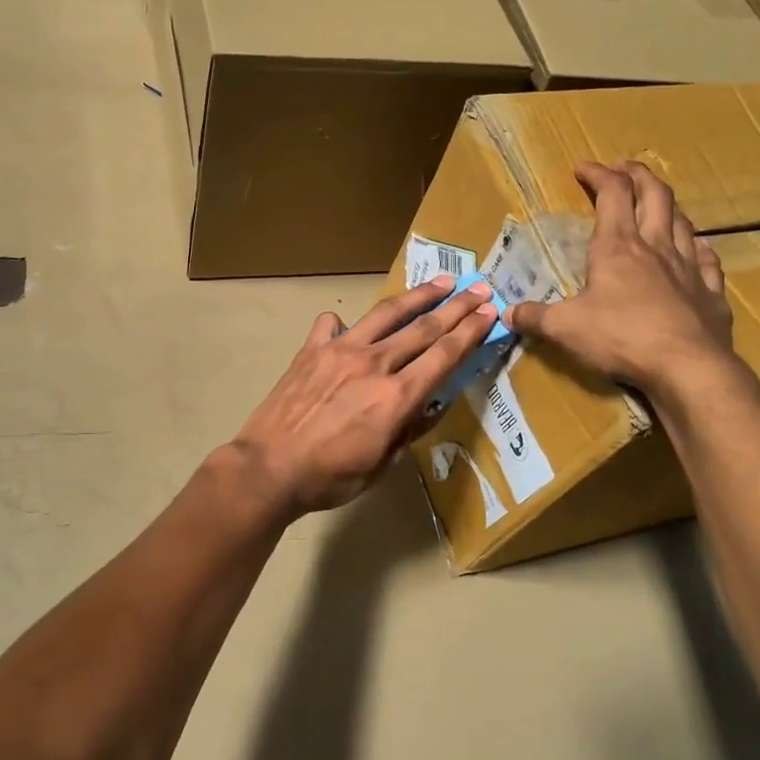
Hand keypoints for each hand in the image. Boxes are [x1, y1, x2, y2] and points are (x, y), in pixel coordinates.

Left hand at [229, 277, 498, 515]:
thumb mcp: (382, 465)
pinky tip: (349, 326)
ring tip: (441, 282)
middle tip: (479, 288)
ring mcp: (340, 350)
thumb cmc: (330, 477)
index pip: (444, 355)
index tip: (490, 312)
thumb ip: (407, 431)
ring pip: (387, 314)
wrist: (269, 467)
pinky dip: (345, 323)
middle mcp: (374, 363)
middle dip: (457, 306)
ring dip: (418, 296)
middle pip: (424, 327)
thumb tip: (425, 407)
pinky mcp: (311, 349)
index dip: (471, 331)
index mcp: (397, 396)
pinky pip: (332, 324)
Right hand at [508, 160, 736, 399]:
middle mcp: (656, 247)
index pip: (611, 194)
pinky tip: (696, 248)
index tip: (582, 167)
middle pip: (654, 195)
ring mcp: (688, 268)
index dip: (597, 174)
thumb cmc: (621, 338)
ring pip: (682, 221)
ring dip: (667, 205)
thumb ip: (535, 317)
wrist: (687, 368)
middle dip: (637, 175)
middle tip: (623, 168)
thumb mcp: (564, 329)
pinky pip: (708, 259)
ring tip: (656, 203)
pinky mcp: (710, 293)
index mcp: (617, 247)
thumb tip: (508, 313)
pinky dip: (698, 247)